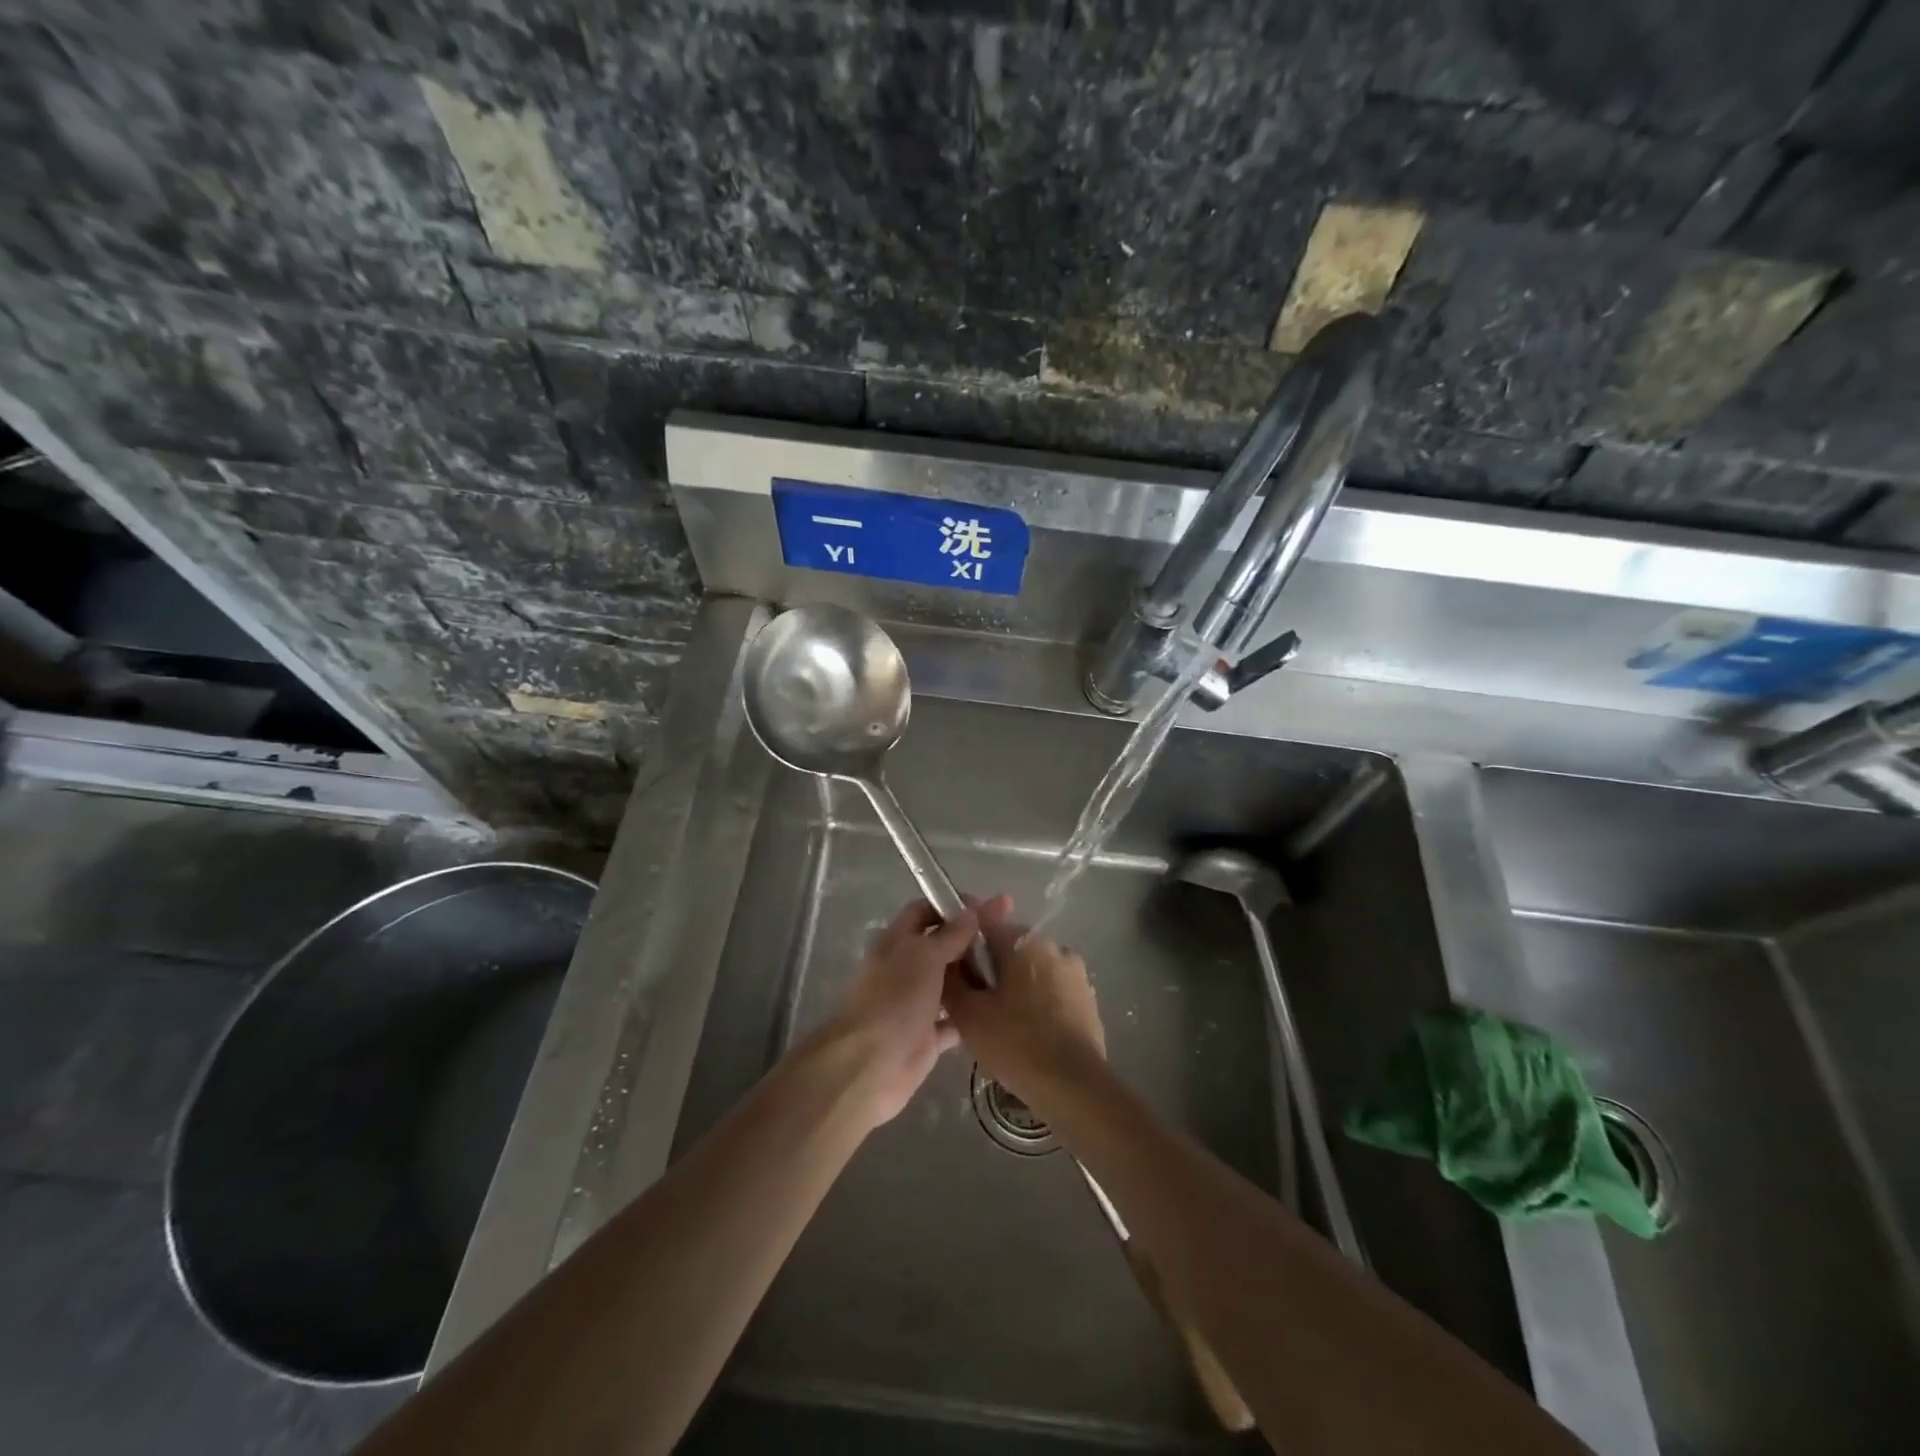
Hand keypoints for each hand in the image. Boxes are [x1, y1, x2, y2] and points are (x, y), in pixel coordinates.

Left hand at [816, 898, 996, 1128]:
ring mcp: (917, 1003)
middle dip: (971, 938)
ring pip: (951, 982)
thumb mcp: (924, 956)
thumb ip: (950, 935)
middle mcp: (906, 968)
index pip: (925, 911)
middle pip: (942, 945)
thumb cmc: (894, 999)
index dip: (953, 905)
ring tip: (1014, 967)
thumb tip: (972, 910)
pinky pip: (955, 1019)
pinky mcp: (928, 1037)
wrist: (870, 1065)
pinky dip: (973, 1014)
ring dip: (976, 975)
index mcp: (897, 941)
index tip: (989, 906)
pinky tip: (1000, 1006)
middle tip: (1011, 934)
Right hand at [943, 897, 1104, 1106]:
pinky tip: (1028, 1029)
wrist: (1073, 1085)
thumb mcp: (968, 1015)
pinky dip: (1037, 998)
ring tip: (1001, 1019)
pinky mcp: (1087, 994)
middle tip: (974, 999)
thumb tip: (946, 959)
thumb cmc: (1015, 1044)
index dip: (963, 933)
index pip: (983, 919)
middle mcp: (1051, 944)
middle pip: (1009, 944)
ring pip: (1032, 966)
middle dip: (990, 963)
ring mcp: (1074, 969)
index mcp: (1021, 941)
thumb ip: (952, 979)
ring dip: (1016, 981)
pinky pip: (1052, 986)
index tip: (951, 954)